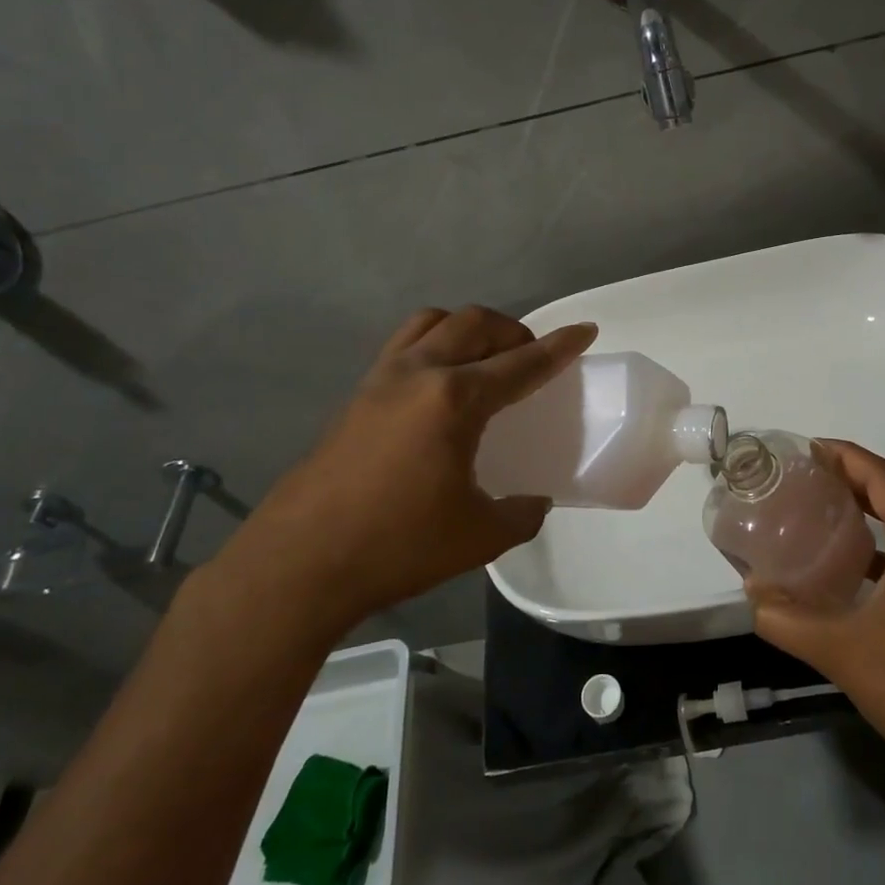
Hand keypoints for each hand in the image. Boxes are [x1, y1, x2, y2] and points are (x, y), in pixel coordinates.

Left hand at [227, 306, 595, 621]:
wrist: (301, 562)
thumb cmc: (399, 546)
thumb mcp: (479, 536)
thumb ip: (521, 513)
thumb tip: (534, 501)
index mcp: (455, 400)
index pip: (521, 363)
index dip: (559, 347)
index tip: (583, 330)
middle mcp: (419, 373)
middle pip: (474, 324)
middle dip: (512, 330)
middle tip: (530, 356)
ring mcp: (381, 379)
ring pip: (432, 323)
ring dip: (467, 329)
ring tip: (483, 360)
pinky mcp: (356, 395)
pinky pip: (403, 346)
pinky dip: (433, 346)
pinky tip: (438, 388)